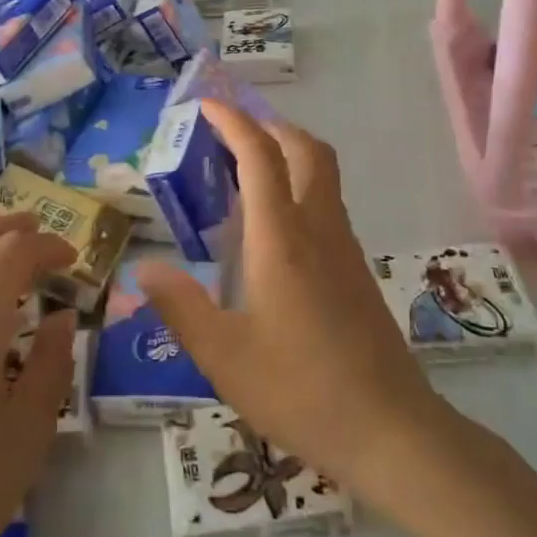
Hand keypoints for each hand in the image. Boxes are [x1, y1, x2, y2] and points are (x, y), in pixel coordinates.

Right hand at [137, 102, 447, 505]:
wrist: (392, 431)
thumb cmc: (301, 390)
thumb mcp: (223, 356)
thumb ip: (180, 306)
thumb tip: (144, 268)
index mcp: (281, 239)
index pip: (260, 157)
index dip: (234, 122)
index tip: (207, 105)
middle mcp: (318, 230)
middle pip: (306, 150)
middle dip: (270, 126)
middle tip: (231, 132)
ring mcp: (345, 249)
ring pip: (322, 175)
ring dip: (287, 154)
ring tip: (244, 172)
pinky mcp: (357, 271)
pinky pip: (326, 205)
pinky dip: (298, 187)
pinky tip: (271, 230)